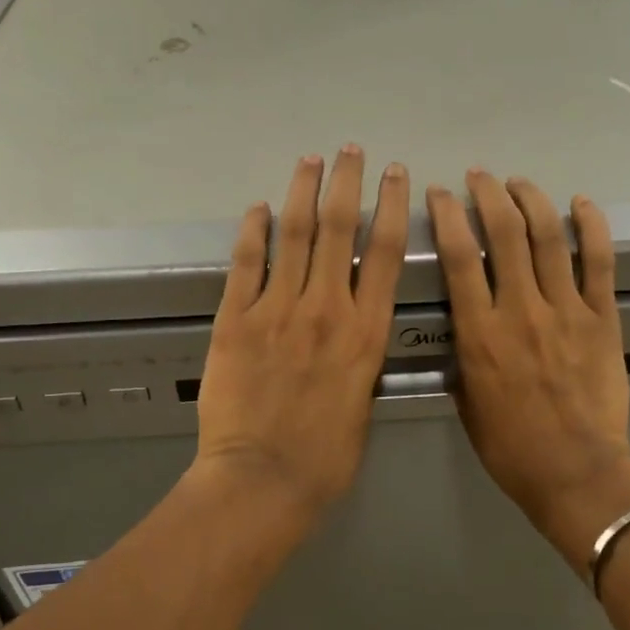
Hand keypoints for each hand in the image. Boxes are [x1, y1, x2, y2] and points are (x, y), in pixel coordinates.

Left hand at [194, 148, 409, 517]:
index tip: (394, 176)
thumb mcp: (363, 400)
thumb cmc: (326, 455)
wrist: (263, 479)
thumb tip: (354, 328)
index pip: (384, 252)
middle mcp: (326, 308)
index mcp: (366, 331)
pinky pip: (246, 265)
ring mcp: (277, 310)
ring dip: (303, 192)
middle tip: (350, 150)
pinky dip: (253, 232)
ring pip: (295, 236)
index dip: (390, 206)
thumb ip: (360, 355)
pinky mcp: (235, 320)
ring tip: (311, 160)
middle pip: (339, 229)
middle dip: (346, 182)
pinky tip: (258, 208)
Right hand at [428, 171, 629, 570]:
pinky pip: (600, 262)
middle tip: (478, 177)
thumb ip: (464, 356)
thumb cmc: (511, 446)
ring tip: (518, 182)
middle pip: (503, 233)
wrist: (575, 471)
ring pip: (548, 237)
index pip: (458, 258)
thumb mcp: (466, 402)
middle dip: (487, 195)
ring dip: (531, 200)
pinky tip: (581, 203)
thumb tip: (466, 327)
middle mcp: (520, 310)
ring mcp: (566, 310)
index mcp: (480, 333)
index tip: (440, 194)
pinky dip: (592, 226)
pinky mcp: (603, 318)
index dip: (447, 217)